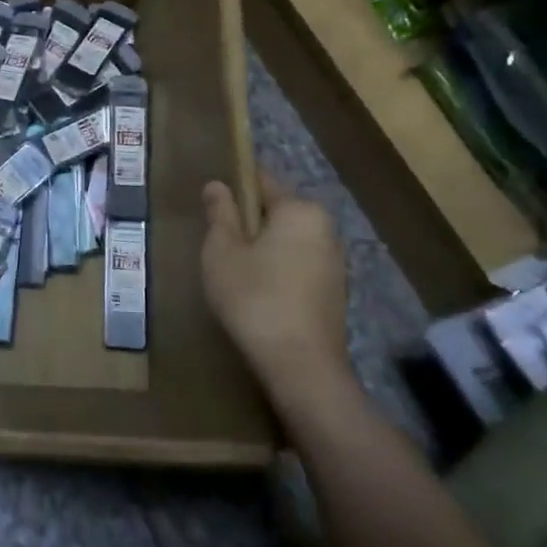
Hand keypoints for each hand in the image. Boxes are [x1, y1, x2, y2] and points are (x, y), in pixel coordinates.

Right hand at [201, 171, 354, 416]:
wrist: (301, 367)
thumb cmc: (255, 298)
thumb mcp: (222, 251)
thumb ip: (220, 213)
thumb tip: (217, 184)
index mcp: (299, 210)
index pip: (261, 180)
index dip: (233, 187)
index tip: (211, 205)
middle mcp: (324, 228)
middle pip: (276, 211)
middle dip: (248, 222)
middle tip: (217, 245)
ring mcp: (334, 261)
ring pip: (287, 240)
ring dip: (262, 249)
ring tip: (234, 272)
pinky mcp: (334, 291)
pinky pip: (298, 265)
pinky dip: (278, 271)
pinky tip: (257, 294)